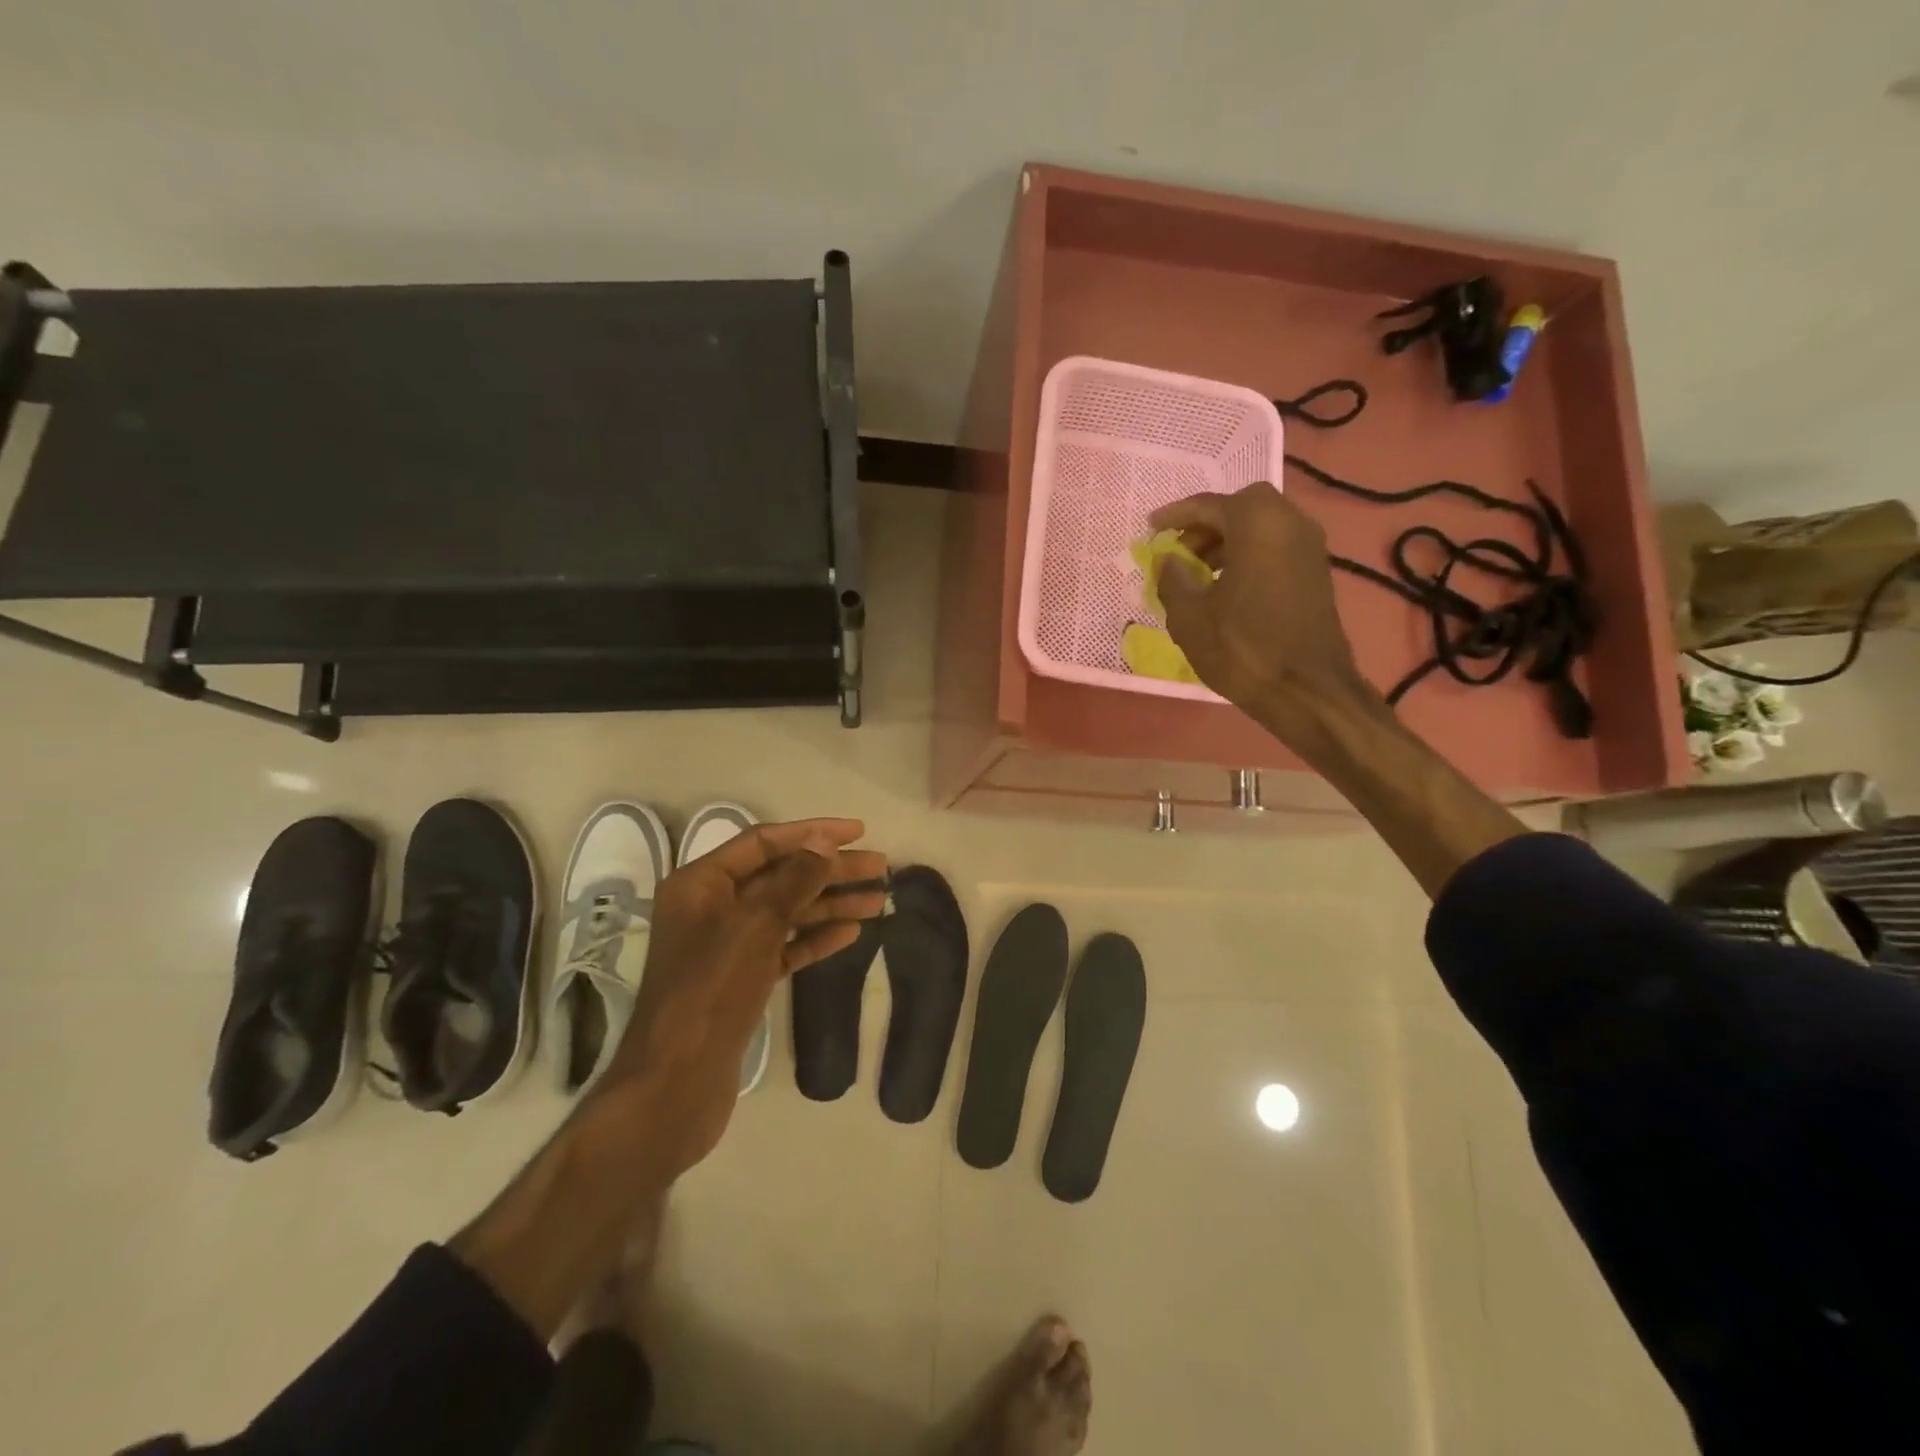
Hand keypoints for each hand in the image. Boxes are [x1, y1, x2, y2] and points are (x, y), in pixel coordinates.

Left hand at [599, 818, 886, 1178]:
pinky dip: (815, 938)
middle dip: (831, 871)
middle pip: (781, 876)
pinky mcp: (741, 980)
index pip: (764, 843)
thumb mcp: (755, 925)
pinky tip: (851, 934)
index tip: (858, 832)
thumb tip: (824, 842)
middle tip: (880, 868)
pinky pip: (784, 947)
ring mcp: (727, 946)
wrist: (678, 1083)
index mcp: (701, 884)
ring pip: (786, 913)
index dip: (812, 833)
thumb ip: (793, 880)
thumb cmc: (712, 990)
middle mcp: (712, 908)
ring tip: (878, 901)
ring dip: (831, 904)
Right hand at [1151, 483, 1373, 738]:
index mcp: (1258, 524)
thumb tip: (1167, 560)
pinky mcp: (1316, 572)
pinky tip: (1227, 587)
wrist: (1306, 690)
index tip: (1151, 527)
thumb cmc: (1242, 649)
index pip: (1209, 505)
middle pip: (1242, 506)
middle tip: (1180, 550)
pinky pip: (1276, 546)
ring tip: (1199, 572)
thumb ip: (1172, 579)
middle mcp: (1290, 523)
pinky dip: (1249, 554)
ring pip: (1263, 525)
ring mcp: (1309, 547)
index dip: (1175, 515)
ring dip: (1228, 540)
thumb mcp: (1190, 616)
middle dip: (1207, 524)